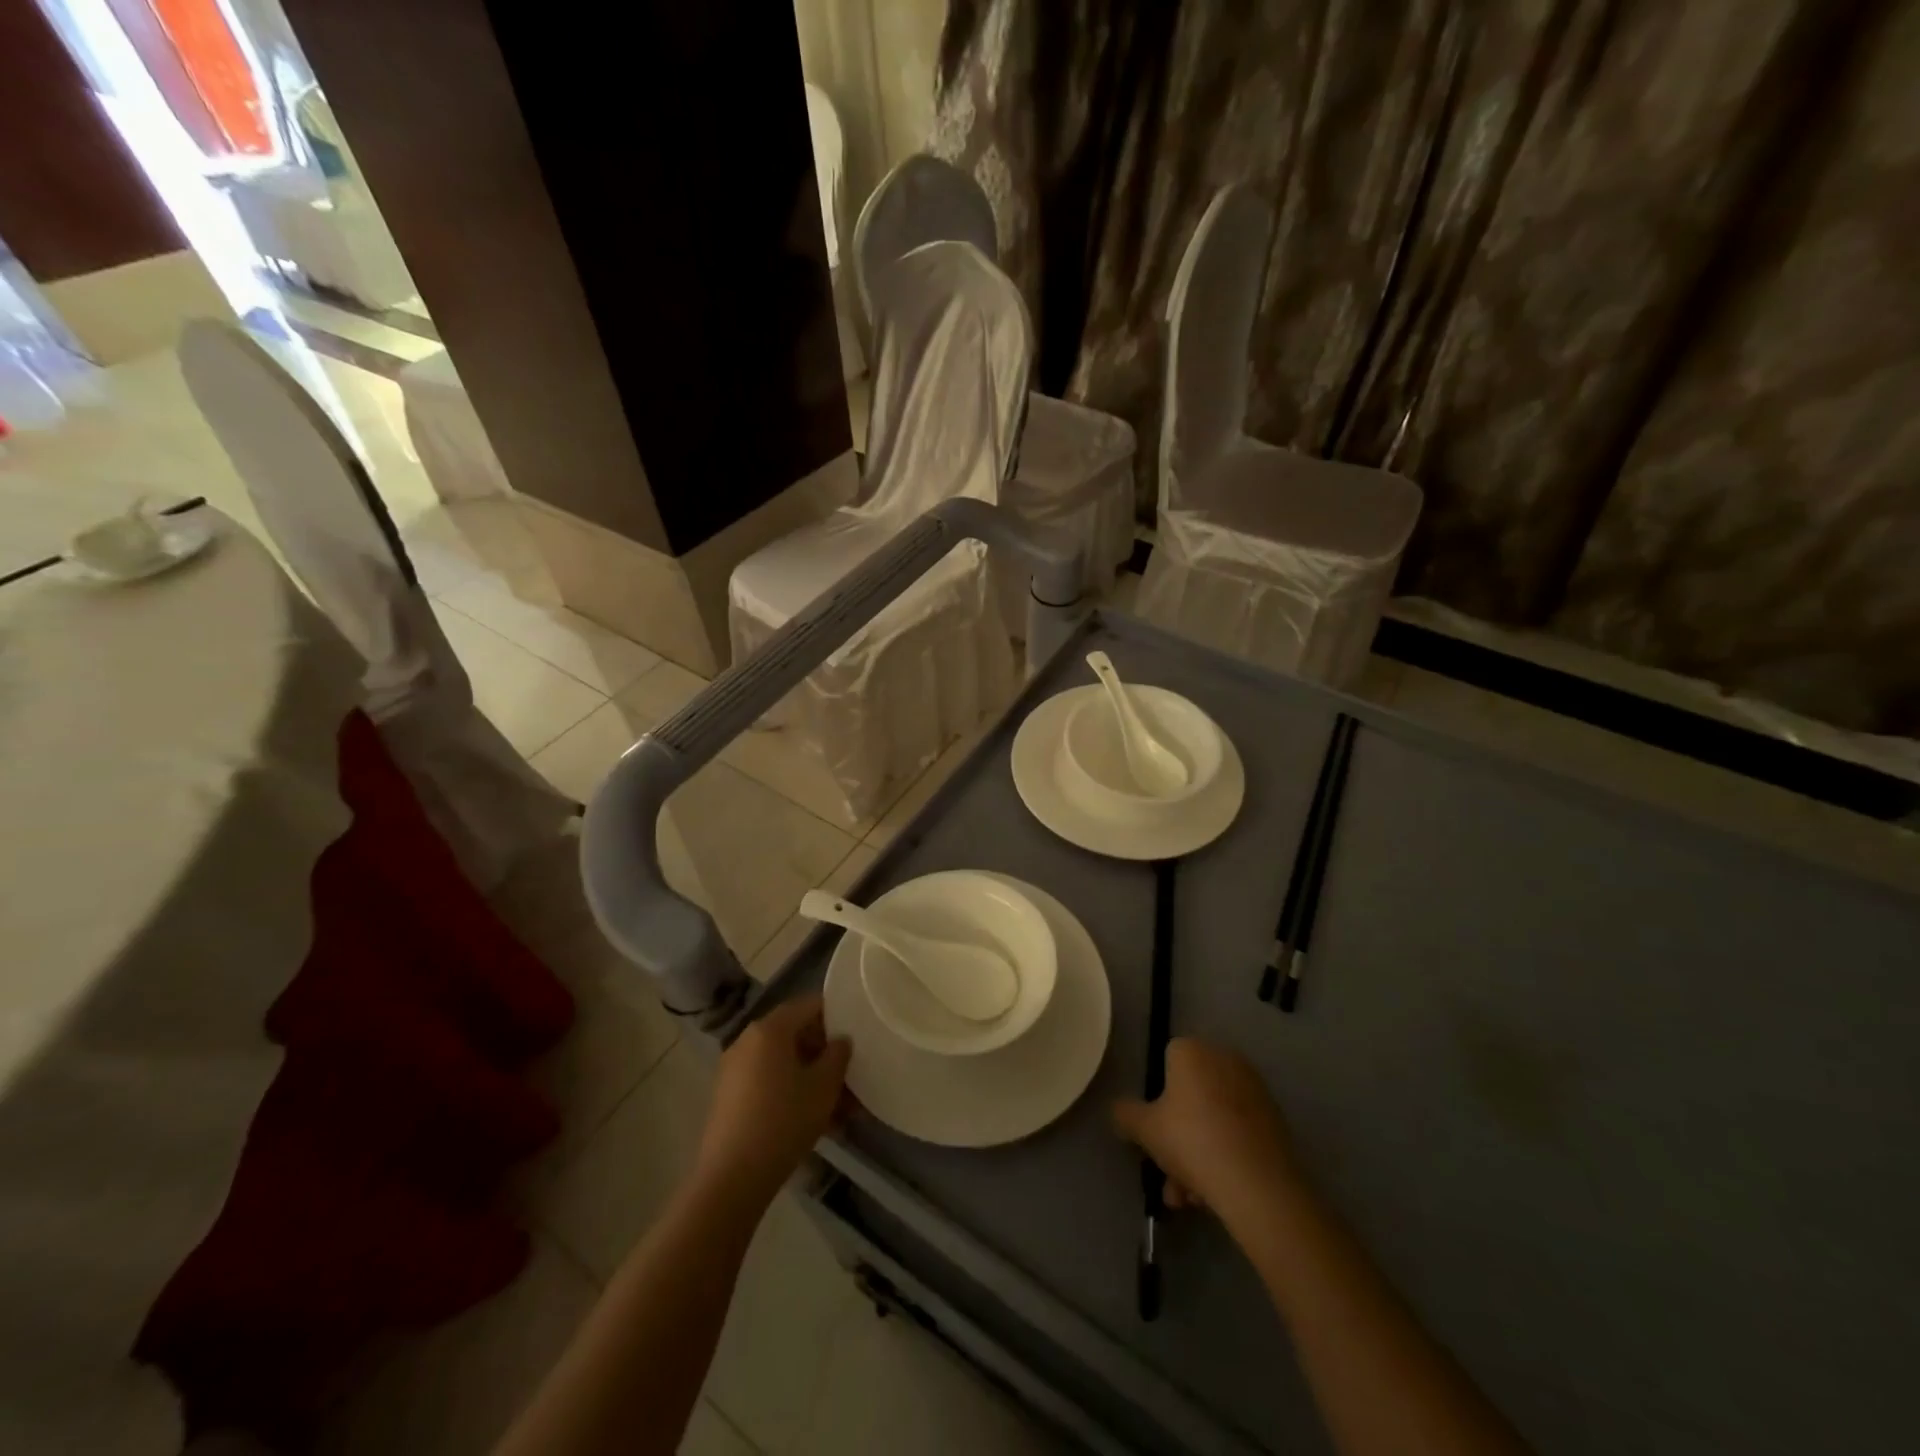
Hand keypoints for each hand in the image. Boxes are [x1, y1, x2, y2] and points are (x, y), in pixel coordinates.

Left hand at [696, 995, 851, 1205]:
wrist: (732, 1178)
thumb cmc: (784, 1120)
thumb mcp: (824, 1086)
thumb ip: (838, 1055)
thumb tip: (840, 1041)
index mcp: (769, 1029)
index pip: (809, 1004)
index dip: (836, 1015)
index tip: (857, 1034)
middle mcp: (748, 1040)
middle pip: (795, 1034)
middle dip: (825, 1053)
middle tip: (850, 1075)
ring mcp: (734, 1069)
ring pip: (783, 1062)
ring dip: (811, 1077)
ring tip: (839, 1108)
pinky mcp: (729, 1097)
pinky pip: (768, 1082)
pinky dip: (791, 1092)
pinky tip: (813, 1121)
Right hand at [1113, 1038, 1300, 1222]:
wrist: (1258, 1184)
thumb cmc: (1192, 1141)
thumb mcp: (1144, 1129)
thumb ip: (1125, 1114)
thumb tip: (1119, 1111)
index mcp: (1192, 1051)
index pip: (1166, 1060)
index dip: (1157, 1096)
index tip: (1153, 1130)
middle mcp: (1224, 1059)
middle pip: (1191, 1095)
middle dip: (1177, 1136)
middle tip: (1168, 1172)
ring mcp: (1254, 1090)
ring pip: (1213, 1120)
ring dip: (1198, 1155)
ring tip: (1189, 1198)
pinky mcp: (1275, 1120)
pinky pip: (1237, 1133)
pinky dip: (1224, 1156)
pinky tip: (1214, 1194)